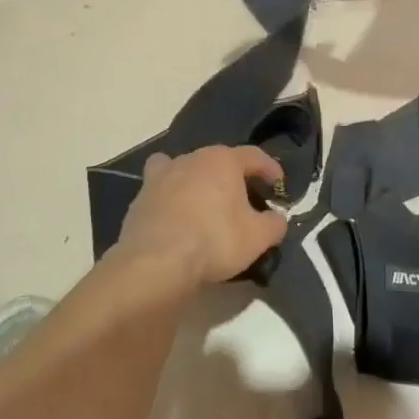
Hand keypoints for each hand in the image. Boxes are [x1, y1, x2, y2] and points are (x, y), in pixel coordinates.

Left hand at [111, 145, 287, 287]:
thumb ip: (274, 224)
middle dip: (233, 176)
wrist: (156, 262)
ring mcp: (161, 176)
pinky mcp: (140, 198)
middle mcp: (191, 158)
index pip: (254, 156)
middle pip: (218, 160)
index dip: (270, 168)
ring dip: (198, 181)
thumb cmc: (214, 240)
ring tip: (206, 202)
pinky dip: (171, 198)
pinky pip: (161, 190)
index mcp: (222, 160)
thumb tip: (277, 219)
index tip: (279, 185)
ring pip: (184, 169)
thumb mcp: (258, 237)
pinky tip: (177, 217)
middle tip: (245, 198)